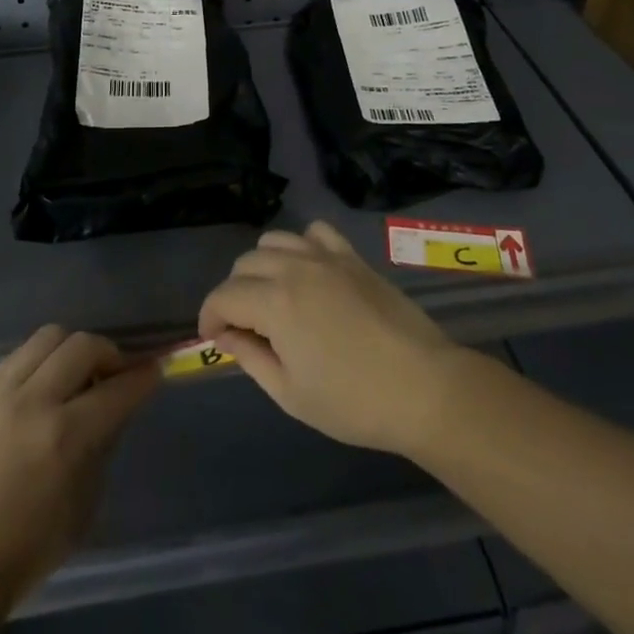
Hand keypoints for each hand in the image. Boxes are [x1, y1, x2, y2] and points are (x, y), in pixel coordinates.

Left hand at [0, 326, 158, 610]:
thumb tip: (116, 405)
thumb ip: (102, 445)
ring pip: (50, 337)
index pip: (117, 389)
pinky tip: (49, 378)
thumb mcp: (84, 503)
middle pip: (84, 345)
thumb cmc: (29, 548)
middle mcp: (36, 403)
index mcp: (66, 437)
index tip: (156, 368)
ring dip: (75, 347)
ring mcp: (5, 394)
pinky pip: (21, 354)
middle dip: (111, 353)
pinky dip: (44, 357)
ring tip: (80, 371)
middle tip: (118, 373)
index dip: (143, 376)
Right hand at [197, 221, 457, 453]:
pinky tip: (308, 271)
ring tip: (273, 296)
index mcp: (274, 302)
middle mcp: (294, 268)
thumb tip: (226, 335)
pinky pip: (315, 232)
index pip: (224, 296)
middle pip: (245, 265)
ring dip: (262, 266)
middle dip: (234, 293)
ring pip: (275, 241)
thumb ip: (251, 357)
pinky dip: (302, 245)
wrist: (424, 387)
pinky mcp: (352, 256)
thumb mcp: (290, 393)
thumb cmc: (353, 402)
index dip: (210, 316)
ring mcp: (326, 257)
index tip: (213, 338)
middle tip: (246, 327)